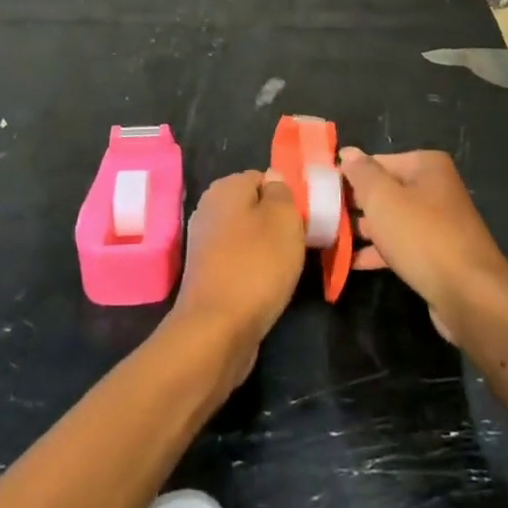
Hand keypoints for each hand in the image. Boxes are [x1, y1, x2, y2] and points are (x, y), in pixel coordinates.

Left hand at [170, 171, 304, 383]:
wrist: (217, 329)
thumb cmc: (257, 265)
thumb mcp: (284, 218)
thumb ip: (282, 191)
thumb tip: (274, 180)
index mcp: (225, 187)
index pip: (264, 177)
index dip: (287, 196)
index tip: (304, 219)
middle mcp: (208, 208)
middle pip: (253, 206)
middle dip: (276, 223)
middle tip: (298, 243)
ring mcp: (203, 242)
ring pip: (245, 235)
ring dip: (265, 249)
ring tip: (285, 268)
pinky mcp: (204, 273)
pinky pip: (236, 260)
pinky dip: (251, 270)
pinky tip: (265, 286)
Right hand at [339, 148, 507, 347]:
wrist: (469, 295)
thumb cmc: (422, 236)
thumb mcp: (383, 198)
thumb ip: (361, 173)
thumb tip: (348, 152)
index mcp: (426, 166)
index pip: (376, 161)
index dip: (348, 175)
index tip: (321, 191)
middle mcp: (435, 188)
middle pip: (385, 190)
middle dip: (355, 204)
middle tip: (321, 216)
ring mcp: (438, 223)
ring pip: (391, 220)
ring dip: (363, 230)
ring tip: (329, 239)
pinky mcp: (437, 254)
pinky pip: (400, 245)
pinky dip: (378, 251)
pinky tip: (351, 263)